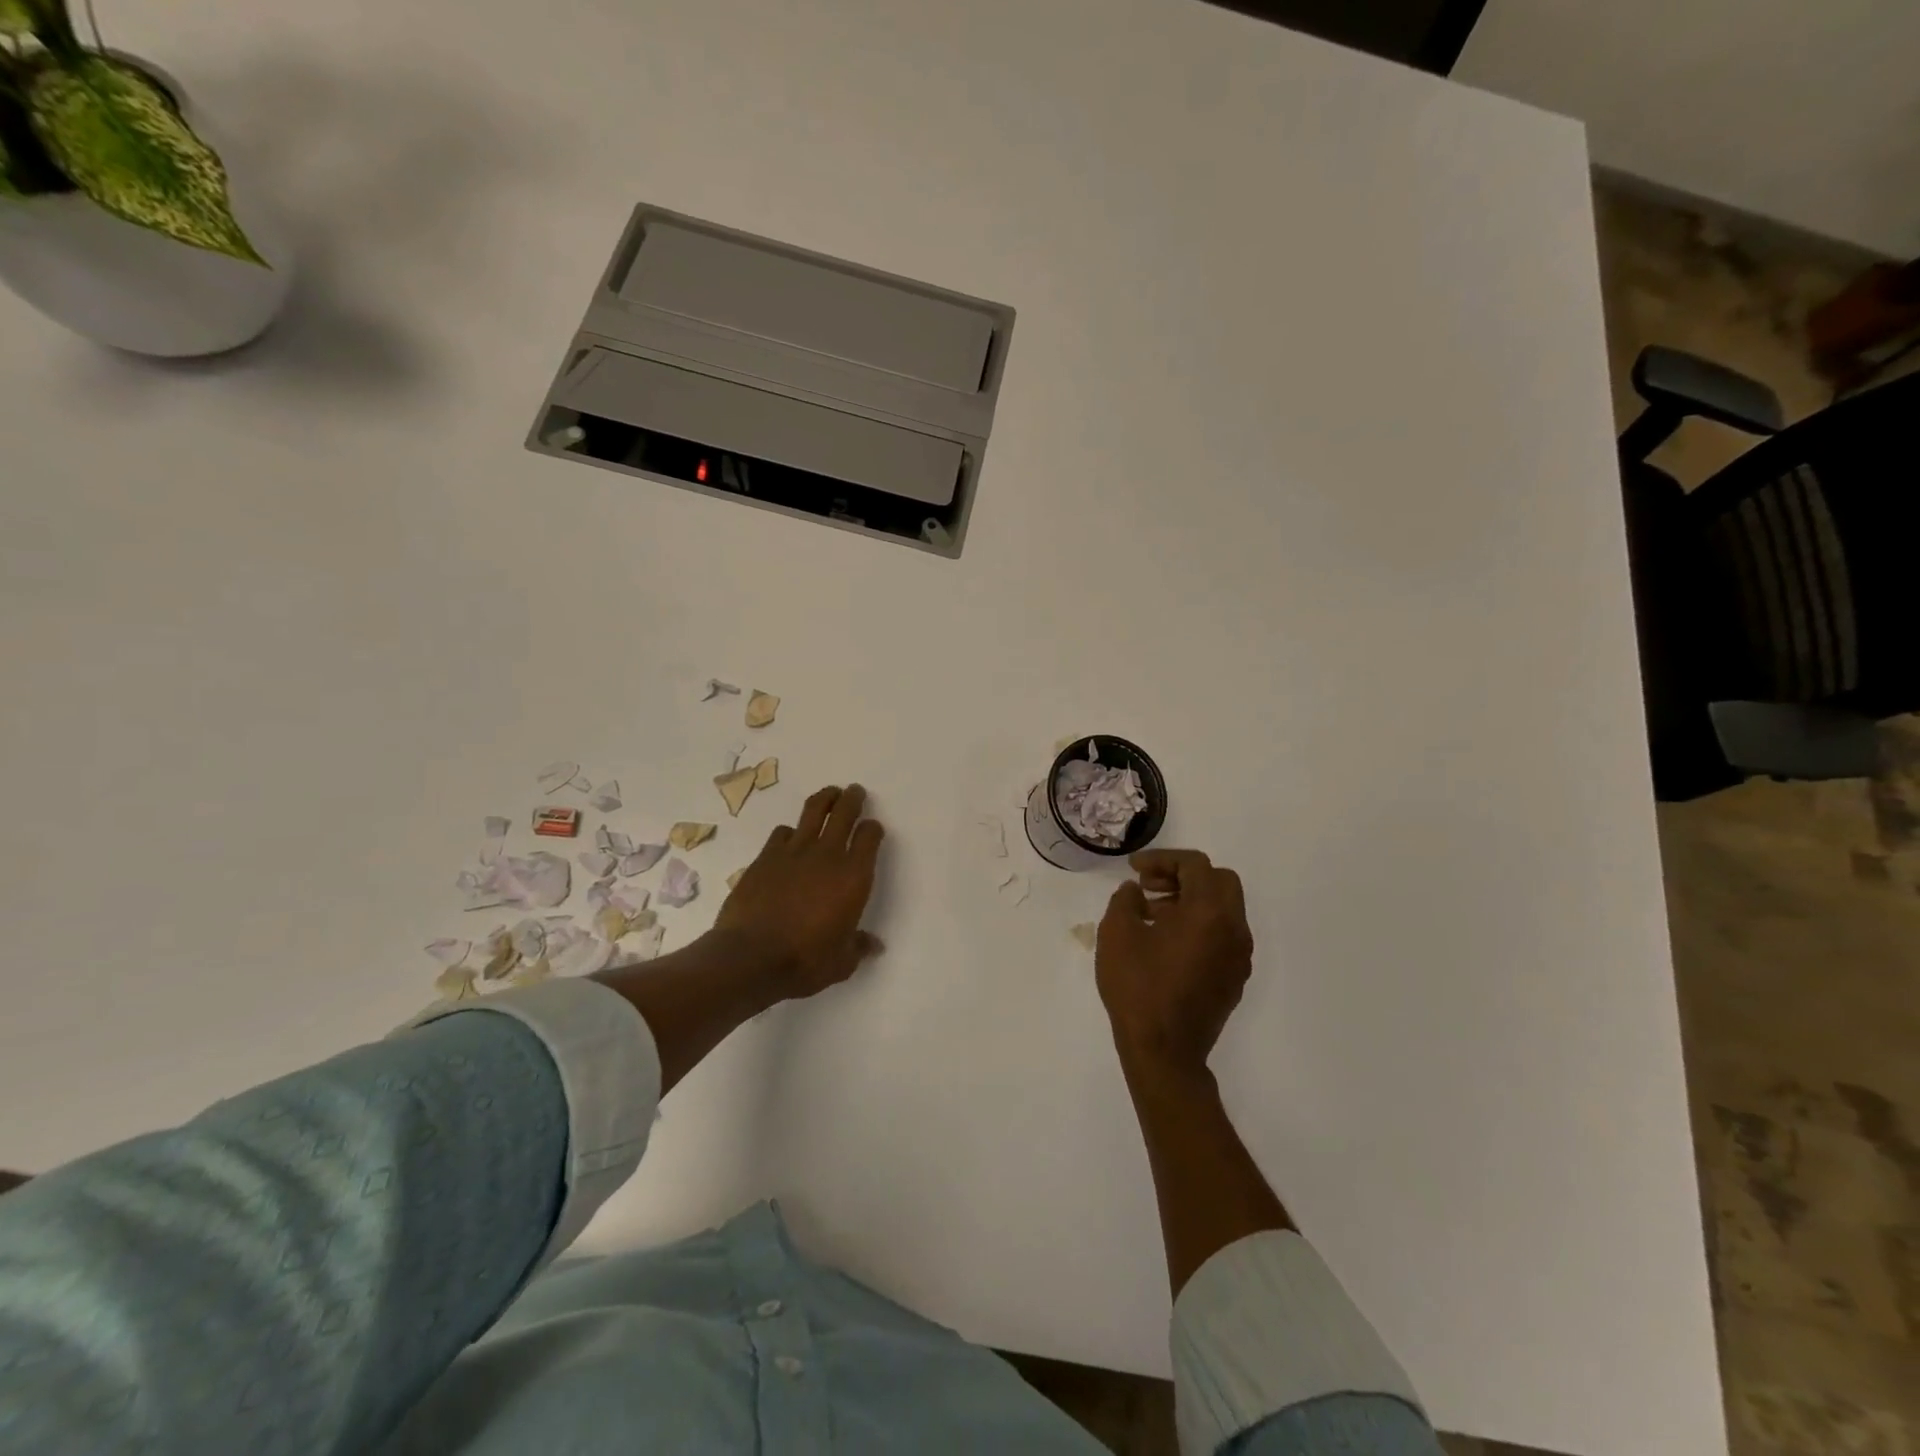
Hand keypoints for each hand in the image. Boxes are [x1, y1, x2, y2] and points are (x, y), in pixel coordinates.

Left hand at [715, 784, 885, 999]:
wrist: (751, 957)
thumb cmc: (805, 961)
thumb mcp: (841, 962)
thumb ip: (858, 947)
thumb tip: (874, 945)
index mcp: (854, 876)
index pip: (870, 837)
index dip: (873, 829)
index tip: (872, 829)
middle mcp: (828, 855)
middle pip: (844, 812)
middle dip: (852, 798)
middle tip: (855, 791)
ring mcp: (794, 852)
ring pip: (813, 811)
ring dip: (824, 799)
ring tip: (829, 794)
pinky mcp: (765, 856)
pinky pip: (782, 832)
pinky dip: (790, 831)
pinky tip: (790, 838)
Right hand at [1096, 849, 1253, 1080]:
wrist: (1164, 1052)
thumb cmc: (1138, 987)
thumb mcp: (1116, 933)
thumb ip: (1125, 899)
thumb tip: (1136, 891)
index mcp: (1209, 912)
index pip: (1196, 865)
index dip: (1162, 859)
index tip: (1134, 869)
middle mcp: (1233, 929)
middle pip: (1219, 881)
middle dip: (1183, 876)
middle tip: (1149, 886)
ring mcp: (1238, 956)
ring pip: (1223, 908)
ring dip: (1191, 900)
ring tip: (1151, 915)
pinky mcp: (1234, 978)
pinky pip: (1222, 935)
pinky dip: (1199, 925)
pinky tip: (1166, 942)